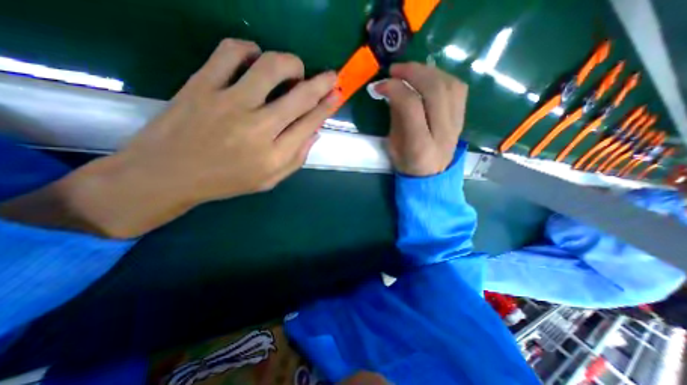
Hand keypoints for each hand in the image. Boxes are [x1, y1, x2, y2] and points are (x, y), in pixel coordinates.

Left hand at [121, 39, 339, 204]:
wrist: (168, 174)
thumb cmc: (226, 181)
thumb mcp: (269, 180)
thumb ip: (297, 158)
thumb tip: (314, 132)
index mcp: (274, 154)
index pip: (310, 122)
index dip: (327, 106)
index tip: (337, 94)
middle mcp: (258, 127)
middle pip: (300, 96)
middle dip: (322, 83)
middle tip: (330, 77)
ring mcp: (229, 102)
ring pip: (271, 67)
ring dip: (291, 63)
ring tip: (293, 70)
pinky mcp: (202, 84)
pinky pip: (231, 52)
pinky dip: (250, 50)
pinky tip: (255, 59)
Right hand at [374, 63, 469, 176]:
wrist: (432, 176)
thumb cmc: (407, 165)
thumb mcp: (393, 147)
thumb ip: (396, 119)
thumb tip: (395, 91)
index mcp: (420, 145)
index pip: (411, 106)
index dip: (395, 89)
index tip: (380, 86)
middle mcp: (442, 132)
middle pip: (434, 90)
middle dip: (413, 72)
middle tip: (395, 70)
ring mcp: (456, 124)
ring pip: (449, 85)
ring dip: (428, 71)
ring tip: (410, 71)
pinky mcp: (462, 118)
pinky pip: (457, 89)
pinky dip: (442, 77)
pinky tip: (428, 78)